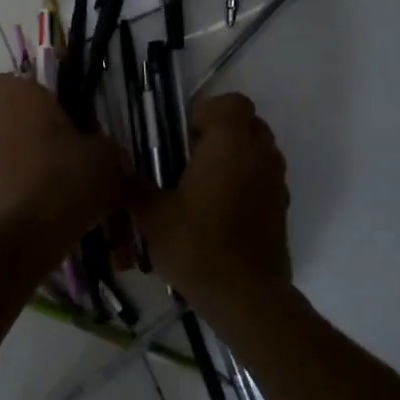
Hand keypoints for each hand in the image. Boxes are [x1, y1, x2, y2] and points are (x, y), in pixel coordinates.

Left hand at [0, 74, 124, 248]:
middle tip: (49, 132)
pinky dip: (18, 178)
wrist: (33, 230)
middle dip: (16, 119)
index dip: (22, 89)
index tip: (49, 103)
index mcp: (23, 100)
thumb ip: (104, 145)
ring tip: (50, 167)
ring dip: (17, 150)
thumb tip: (104, 150)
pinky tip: (46, 193)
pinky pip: (3, 173)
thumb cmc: (71, 176)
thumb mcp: (107, 156)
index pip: (2, 81)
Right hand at [136, 93, 292, 315]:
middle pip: (247, 122)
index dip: (206, 112)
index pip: (231, 103)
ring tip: (204, 184)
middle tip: (190, 158)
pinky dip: (246, 180)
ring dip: (235, 155)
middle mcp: (259, 154)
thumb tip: (117, 167)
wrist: (245, 295)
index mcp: (230, 144)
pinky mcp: (282, 206)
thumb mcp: (153, 216)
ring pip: (259, 149)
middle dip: (220, 132)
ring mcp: (276, 180)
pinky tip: (221, 210)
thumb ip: (135, 186)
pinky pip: (264, 176)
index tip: (183, 138)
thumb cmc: (197, 246)